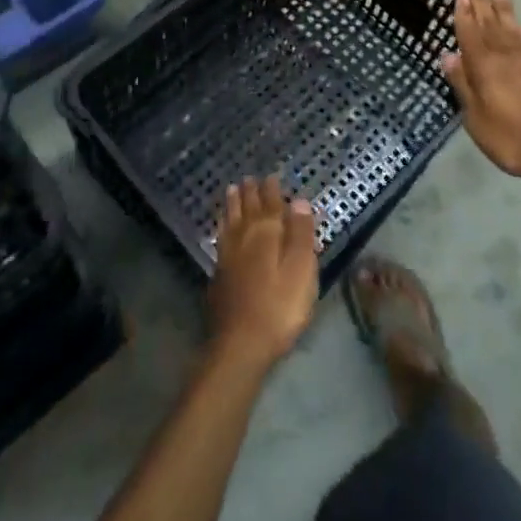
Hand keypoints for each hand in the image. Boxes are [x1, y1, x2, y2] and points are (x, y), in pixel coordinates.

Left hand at [207, 178, 317, 371]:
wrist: (240, 344)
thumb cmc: (279, 308)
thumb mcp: (301, 271)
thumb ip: (300, 234)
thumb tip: (299, 200)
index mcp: (267, 233)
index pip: (270, 204)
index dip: (272, 190)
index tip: (272, 176)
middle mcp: (244, 237)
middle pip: (247, 209)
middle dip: (250, 192)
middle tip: (249, 178)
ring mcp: (228, 255)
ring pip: (230, 221)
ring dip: (232, 204)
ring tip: (231, 189)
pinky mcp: (219, 274)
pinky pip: (221, 237)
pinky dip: (223, 225)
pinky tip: (223, 228)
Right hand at [441, 0, 520, 184]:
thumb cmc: (518, 140)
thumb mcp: (479, 121)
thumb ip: (464, 87)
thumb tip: (448, 56)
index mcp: (486, 68)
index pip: (470, 36)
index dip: (463, 17)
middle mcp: (508, 58)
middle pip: (492, 26)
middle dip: (482, 5)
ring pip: (513, 30)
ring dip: (503, 11)